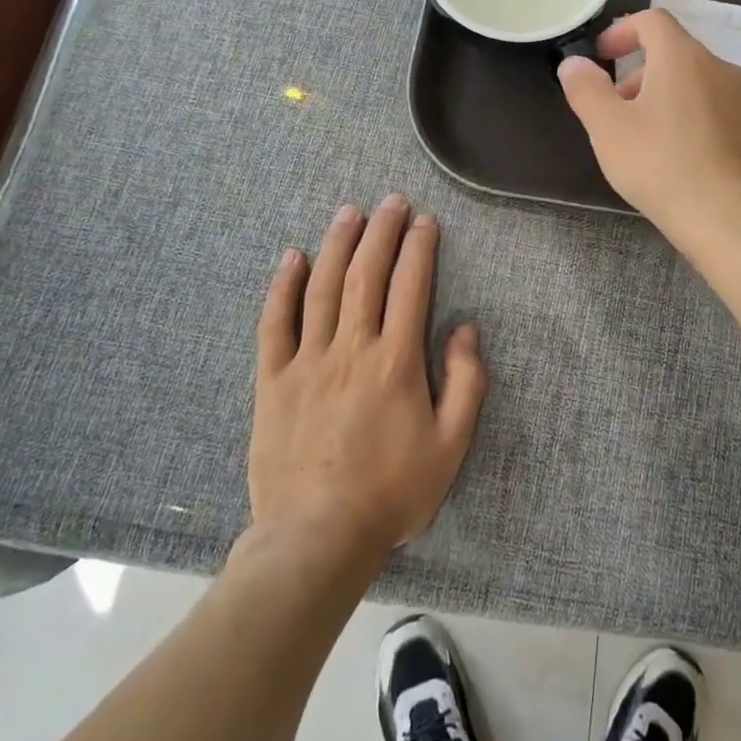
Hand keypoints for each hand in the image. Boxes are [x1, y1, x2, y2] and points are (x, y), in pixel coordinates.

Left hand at [248, 196, 486, 563]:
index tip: (425, 221)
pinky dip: (283, 287)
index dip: (419, 248)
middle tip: (391, 202)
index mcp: (396, 362)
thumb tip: (466, 329)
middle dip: (381, 232)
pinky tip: (292, 258)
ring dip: (337, 245)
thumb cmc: (391, 493)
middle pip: (366, 275)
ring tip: (349, 212)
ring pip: (322, 288)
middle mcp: (351, 348)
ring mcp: (307, 361)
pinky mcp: (273, 380)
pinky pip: (275, 324)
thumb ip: (466, 383)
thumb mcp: (451, 446)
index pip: (410, 287)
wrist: (316, 538)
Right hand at [557, 8, 740, 250]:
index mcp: (683, 58)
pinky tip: (684, 159)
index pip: (653, 20)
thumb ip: (586, 90)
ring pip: (700, 83)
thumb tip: (574, 63)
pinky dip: (696, 118)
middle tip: (618, 109)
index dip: (623, 30)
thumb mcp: (608, 130)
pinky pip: (721, 110)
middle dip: (641, 73)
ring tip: (649, 138)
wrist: (734, 222)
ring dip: (668, 96)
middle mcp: (722, 68)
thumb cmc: (663, 167)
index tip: (603, 56)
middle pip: (676, 53)